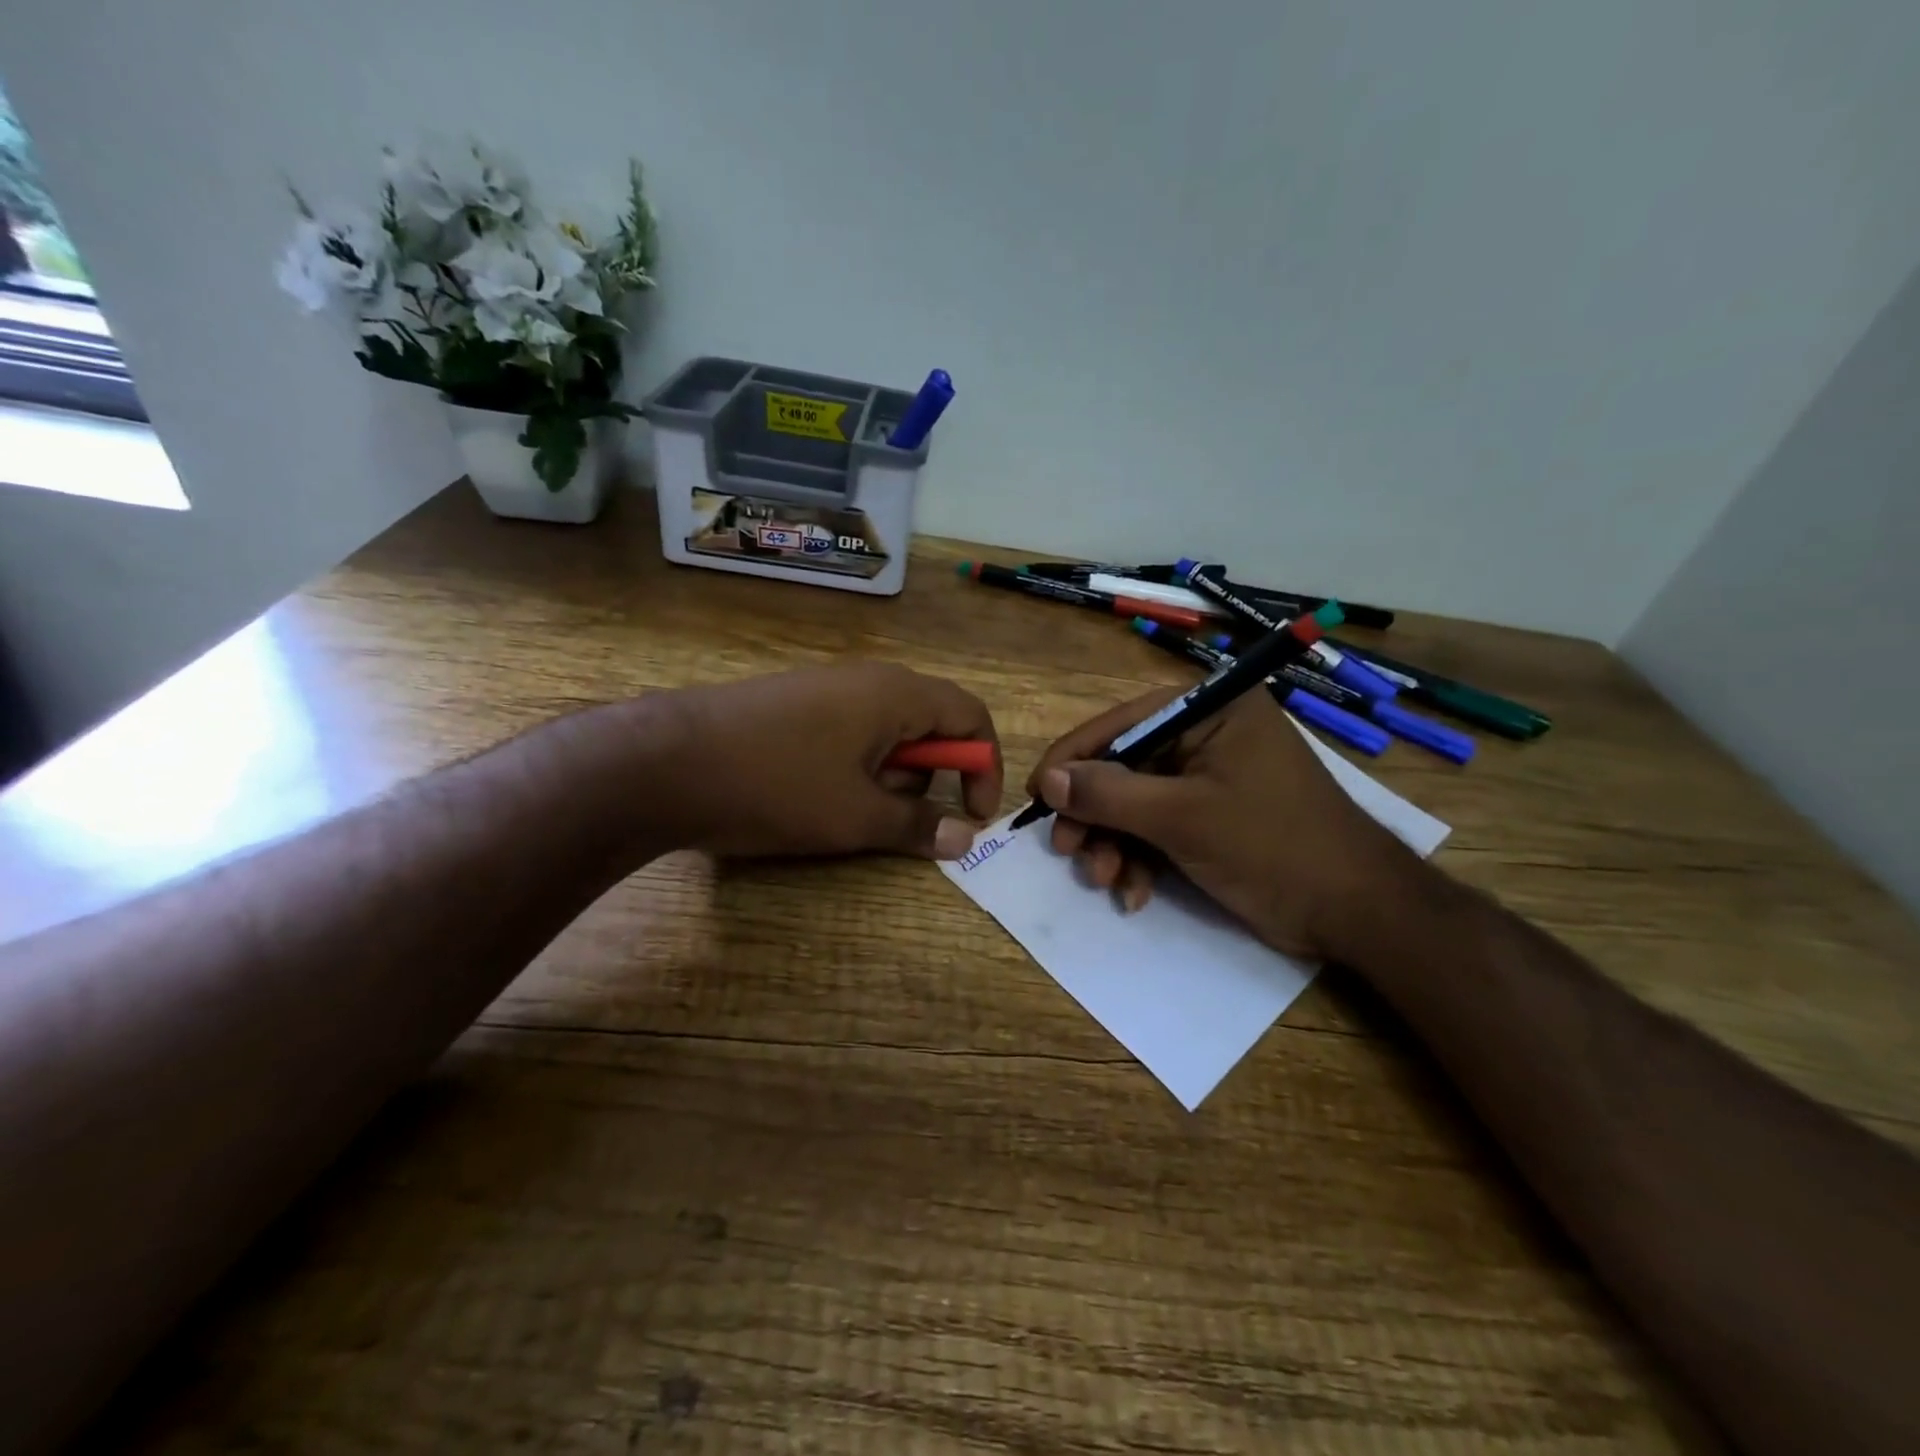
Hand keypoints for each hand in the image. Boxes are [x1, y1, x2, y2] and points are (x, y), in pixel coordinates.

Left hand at [661, 662, 1002, 858]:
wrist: (663, 762)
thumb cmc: (777, 786)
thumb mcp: (856, 817)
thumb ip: (918, 825)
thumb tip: (965, 837)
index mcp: (896, 694)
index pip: (970, 716)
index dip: (985, 766)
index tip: (976, 815)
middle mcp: (866, 680)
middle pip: (928, 723)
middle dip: (927, 776)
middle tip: (894, 817)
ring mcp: (824, 689)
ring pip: (884, 733)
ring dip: (885, 776)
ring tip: (843, 811)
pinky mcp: (792, 705)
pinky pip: (846, 733)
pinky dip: (851, 768)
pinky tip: (810, 795)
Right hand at [1027, 688, 1420, 959]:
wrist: (1357, 913)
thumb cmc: (1273, 846)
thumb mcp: (1183, 818)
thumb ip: (1110, 794)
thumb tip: (1049, 780)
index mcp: (1210, 710)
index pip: (1120, 723)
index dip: (1073, 759)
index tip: (1036, 796)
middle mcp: (1207, 733)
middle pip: (1123, 766)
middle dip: (1095, 814)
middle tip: (1068, 851)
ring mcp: (1210, 776)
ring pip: (1135, 802)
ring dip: (1113, 844)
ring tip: (1105, 880)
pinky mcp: (1212, 815)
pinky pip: (1158, 827)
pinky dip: (1141, 859)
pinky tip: (1135, 893)